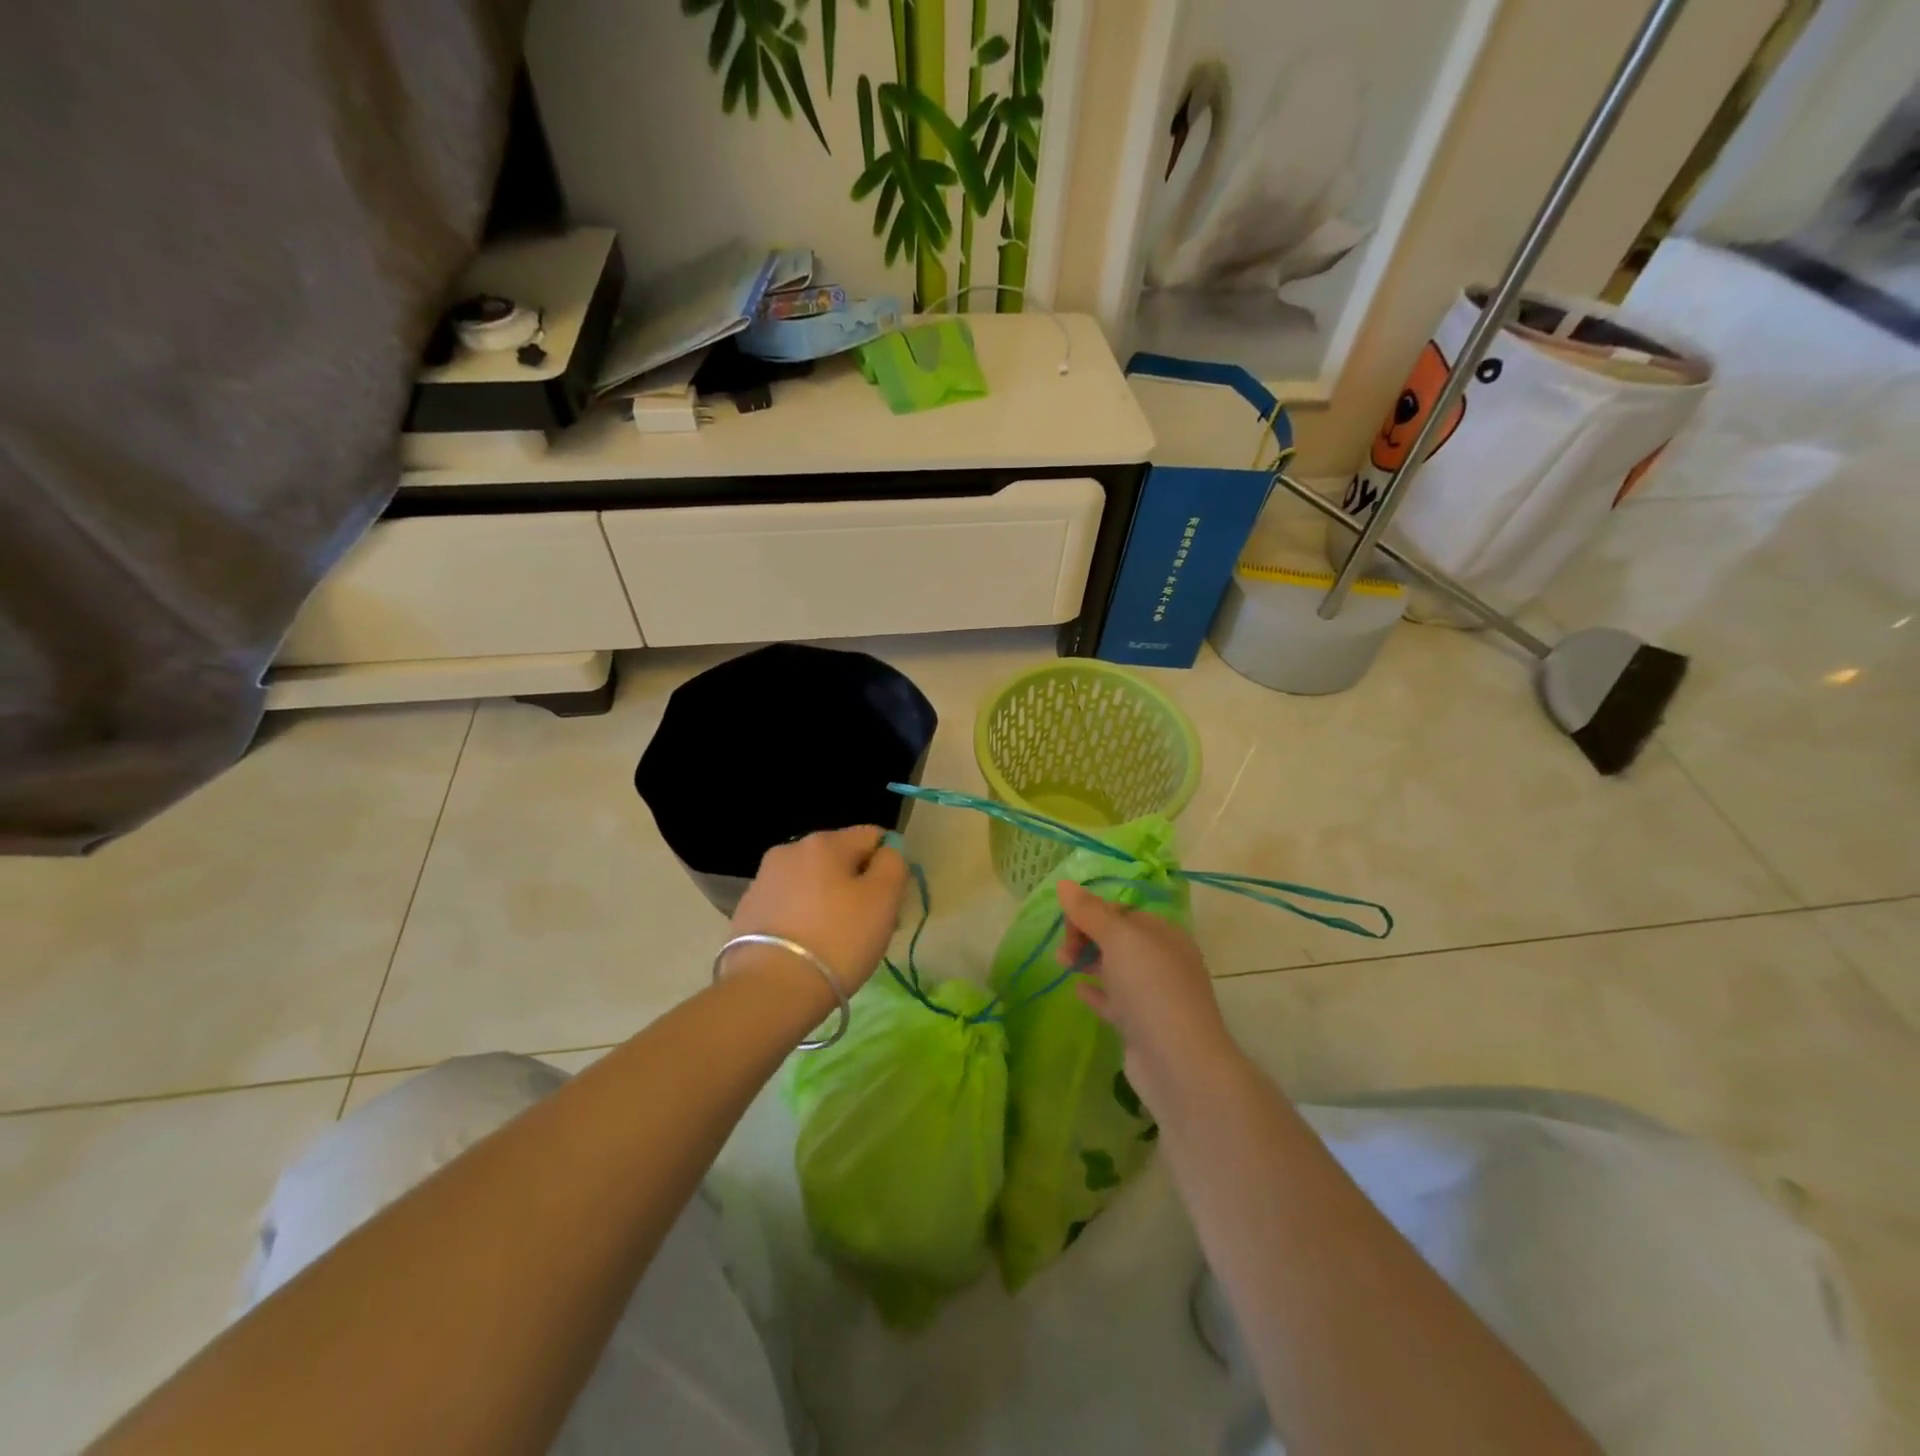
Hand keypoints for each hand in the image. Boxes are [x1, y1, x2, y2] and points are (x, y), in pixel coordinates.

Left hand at [728, 826, 908, 997]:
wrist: (770, 990)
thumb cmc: (838, 940)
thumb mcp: (883, 899)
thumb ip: (893, 864)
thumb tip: (887, 852)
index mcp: (824, 842)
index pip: (873, 837)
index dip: (889, 867)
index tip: (890, 903)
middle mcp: (789, 850)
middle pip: (841, 860)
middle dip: (859, 887)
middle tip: (869, 928)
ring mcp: (763, 880)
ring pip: (814, 884)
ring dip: (831, 903)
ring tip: (837, 944)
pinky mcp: (748, 911)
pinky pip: (790, 906)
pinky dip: (804, 920)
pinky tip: (808, 949)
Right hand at [1056, 879, 1241, 1112]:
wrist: (1179, 1064)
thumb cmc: (1151, 989)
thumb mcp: (1119, 939)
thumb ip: (1090, 911)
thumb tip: (1063, 883)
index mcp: (1165, 934)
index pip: (1123, 910)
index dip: (1092, 911)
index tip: (1066, 923)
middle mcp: (1163, 961)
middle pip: (1118, 938)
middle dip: (1087, 936)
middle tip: (1063, 949)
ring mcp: (1154, 995)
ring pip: (1115, 968)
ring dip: (1088, 961)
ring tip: (1061, 963)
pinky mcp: (1142, 1026)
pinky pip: (1115, 1001)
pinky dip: (1096, 992)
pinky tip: (1078, 991)